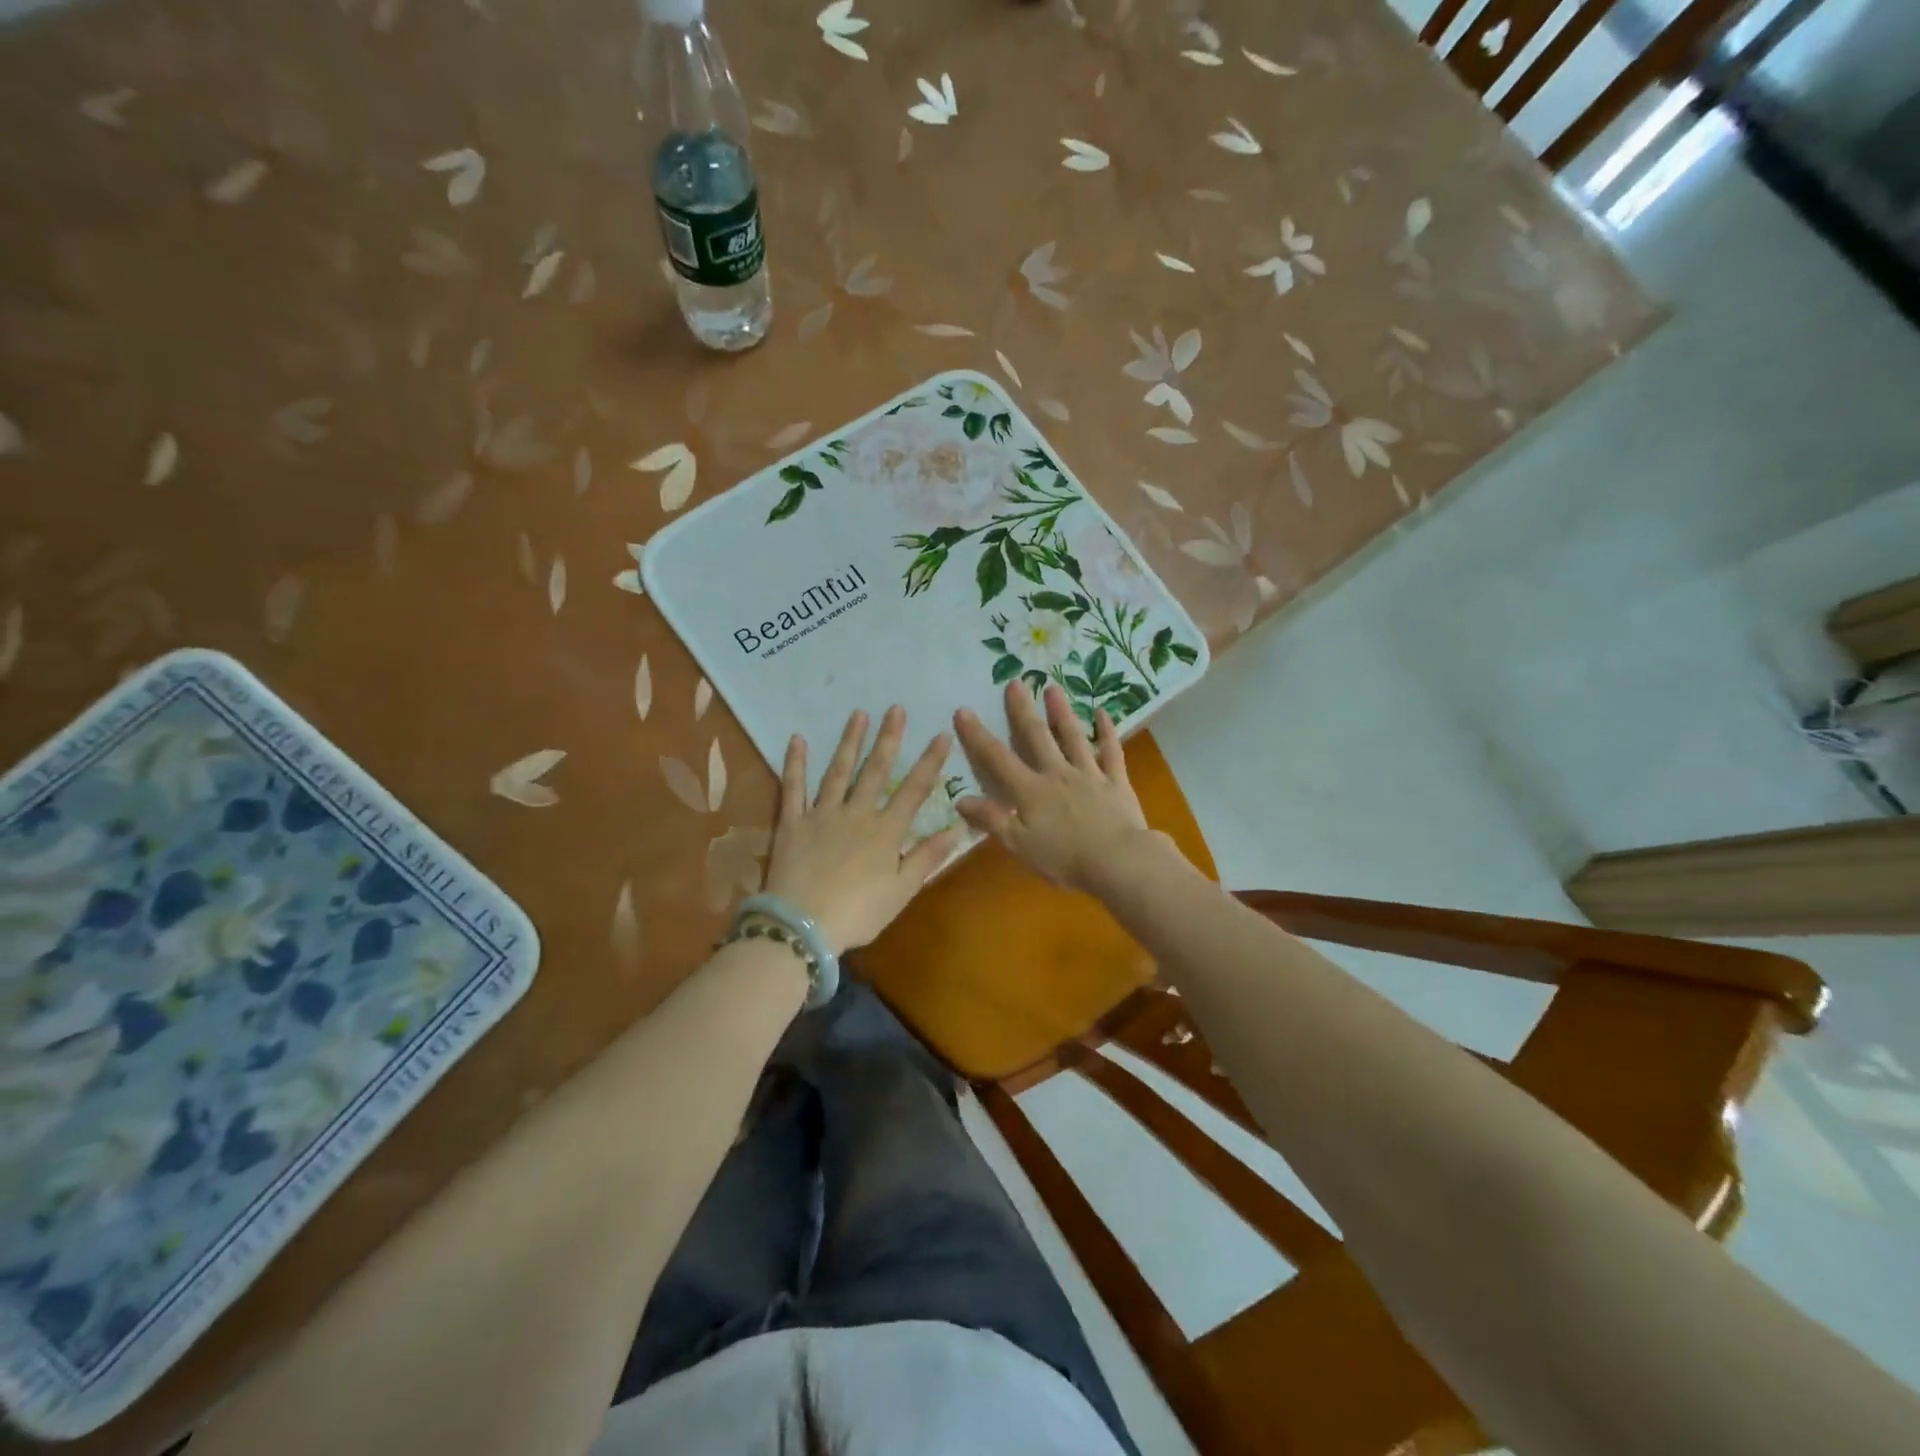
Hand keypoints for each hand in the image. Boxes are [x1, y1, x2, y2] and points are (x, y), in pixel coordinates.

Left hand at [763, 706, 963, 954]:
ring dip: (849, 741)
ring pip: (838, 771)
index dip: (930, 761)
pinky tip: (797, 739)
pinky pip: (793, 787)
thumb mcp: (901, 891)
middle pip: (876, 770)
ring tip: (858, 714)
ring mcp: (822, 815)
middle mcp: (856, 814)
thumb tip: (958, 827)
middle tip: (895, 708)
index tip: (941, 734)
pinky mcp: (792, 822)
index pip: (914, 789)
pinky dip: (795, 763)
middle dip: (888, 738)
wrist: (802, 926)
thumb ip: (927, 857)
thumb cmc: (858, 914)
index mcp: (885, 831)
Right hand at [952, 683, 1158, 892]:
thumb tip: (961, 799)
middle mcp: (1057, 774)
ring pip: (1073, 737)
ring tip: (1053, 688)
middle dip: (1022, 711)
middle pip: (1036, 737)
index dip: (978, 735)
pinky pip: (1111, 751)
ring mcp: (1089, 774)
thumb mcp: (1020, 845)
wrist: (1119, 862)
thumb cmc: (1065, 859)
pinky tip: (1102, 712)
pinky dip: (1107, 731)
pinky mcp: (1116, 781)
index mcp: (1031, 791)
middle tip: (1015, 682)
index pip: (997, 759)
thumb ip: (992, 820)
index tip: (963, 710)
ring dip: (1061, 712)